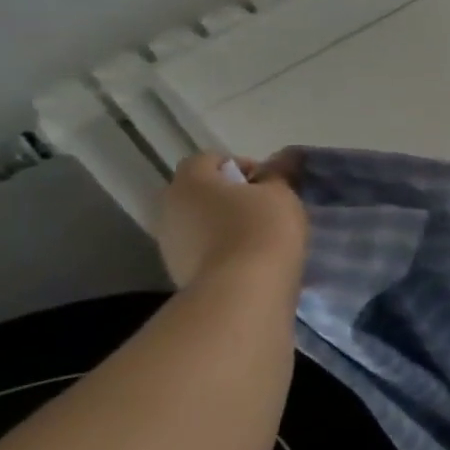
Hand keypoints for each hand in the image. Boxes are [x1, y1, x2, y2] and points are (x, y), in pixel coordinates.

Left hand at [156, 152, 307, 290]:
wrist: (242, 290)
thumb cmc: (263, 229)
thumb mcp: (282, 193)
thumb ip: (278, 174)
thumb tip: (281, 160)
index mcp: (191, 182)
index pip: (208, 159)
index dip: (239, 164)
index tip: (267, 182)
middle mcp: (169, 208)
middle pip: (199, 192)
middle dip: (229, 196)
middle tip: (265, 207)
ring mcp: (168, 243)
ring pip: (198, 222)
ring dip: (223, 224)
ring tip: (258, 237)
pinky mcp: (176, 272)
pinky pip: (200, 249)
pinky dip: (220, 249)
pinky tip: (247, 259)